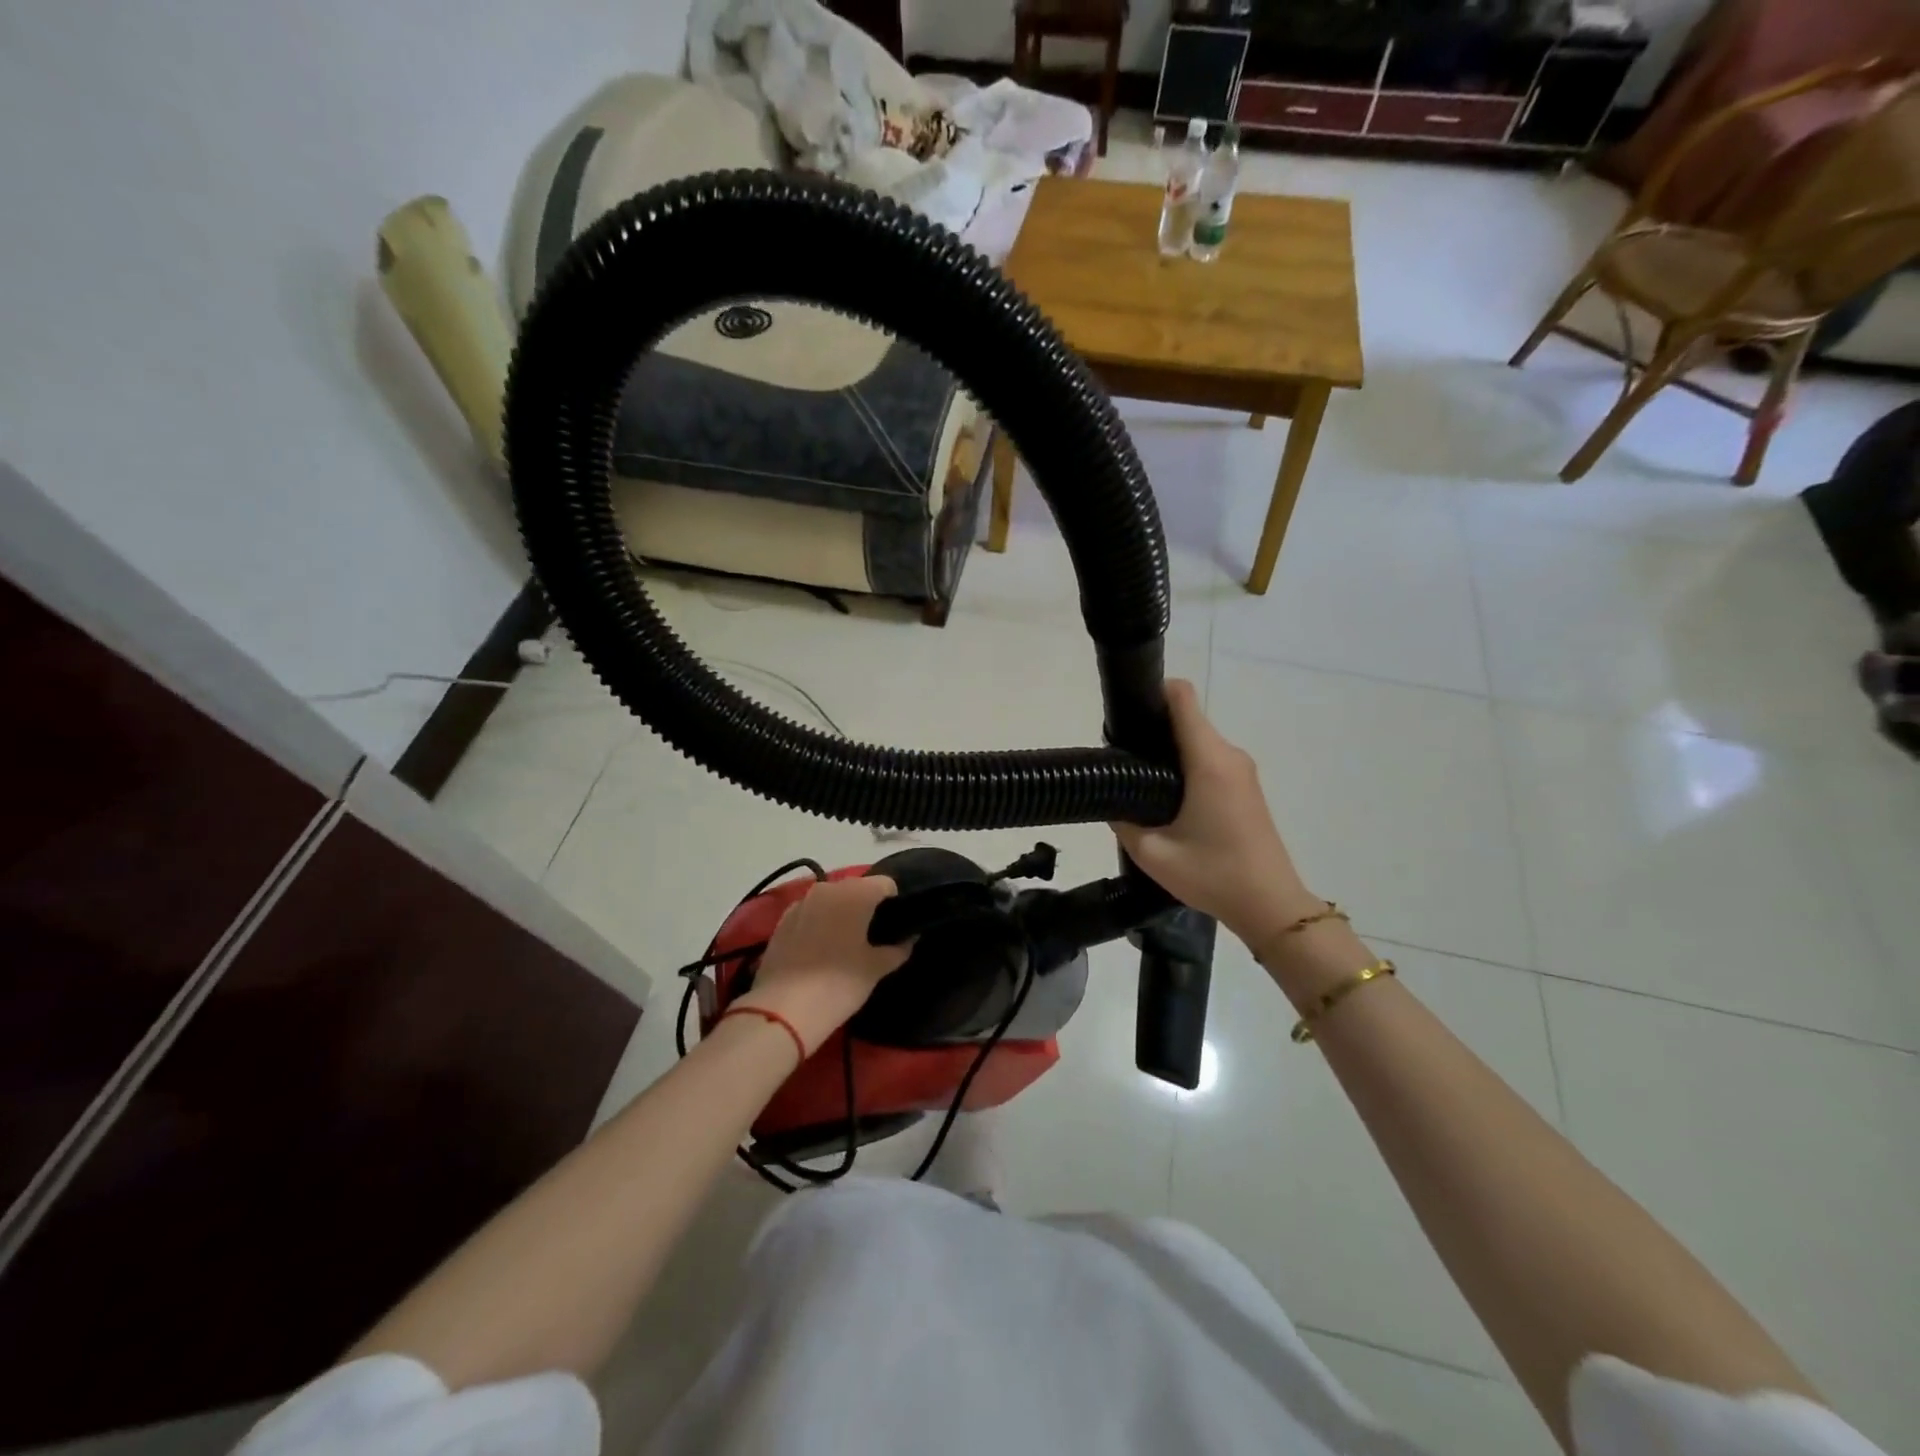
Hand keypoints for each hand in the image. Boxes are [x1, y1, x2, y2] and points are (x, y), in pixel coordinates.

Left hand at [734, 876, 910, 1055]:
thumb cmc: (839, 984)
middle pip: (857, 888)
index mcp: (857, 893)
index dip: (894, 902)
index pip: (886, 884)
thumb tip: (909, 939)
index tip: (895, 926)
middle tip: (872, 937)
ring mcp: (801, 902)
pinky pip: (810, 913)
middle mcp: (828, 888)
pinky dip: (818, 923)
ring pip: (831, 899)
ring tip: (845, 943)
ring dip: (841, 913)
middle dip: (866, 906)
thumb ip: (897, 949)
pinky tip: (819, 950)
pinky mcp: (782, 921)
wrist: (783, 1009)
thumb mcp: (876, 969)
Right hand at [1113, 680, 1318, 950]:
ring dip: (1167, 750)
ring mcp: (1241, 770)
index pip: (1182, 697)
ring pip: (1197, 740)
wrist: (1271, 906)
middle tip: (1120, 760)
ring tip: (1138, 781)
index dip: (1151, 694)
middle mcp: (1229, 755)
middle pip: (1186, 718)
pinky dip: (1185, 765)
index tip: (1124, 715)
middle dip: (1152, 729)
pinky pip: (1209, 759)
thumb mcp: (1153, 853)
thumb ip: (1123, 820)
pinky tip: (1166, 798)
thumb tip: (1110, 800)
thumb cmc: (1213, 875)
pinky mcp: (1246, 787)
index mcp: (1208, 761)